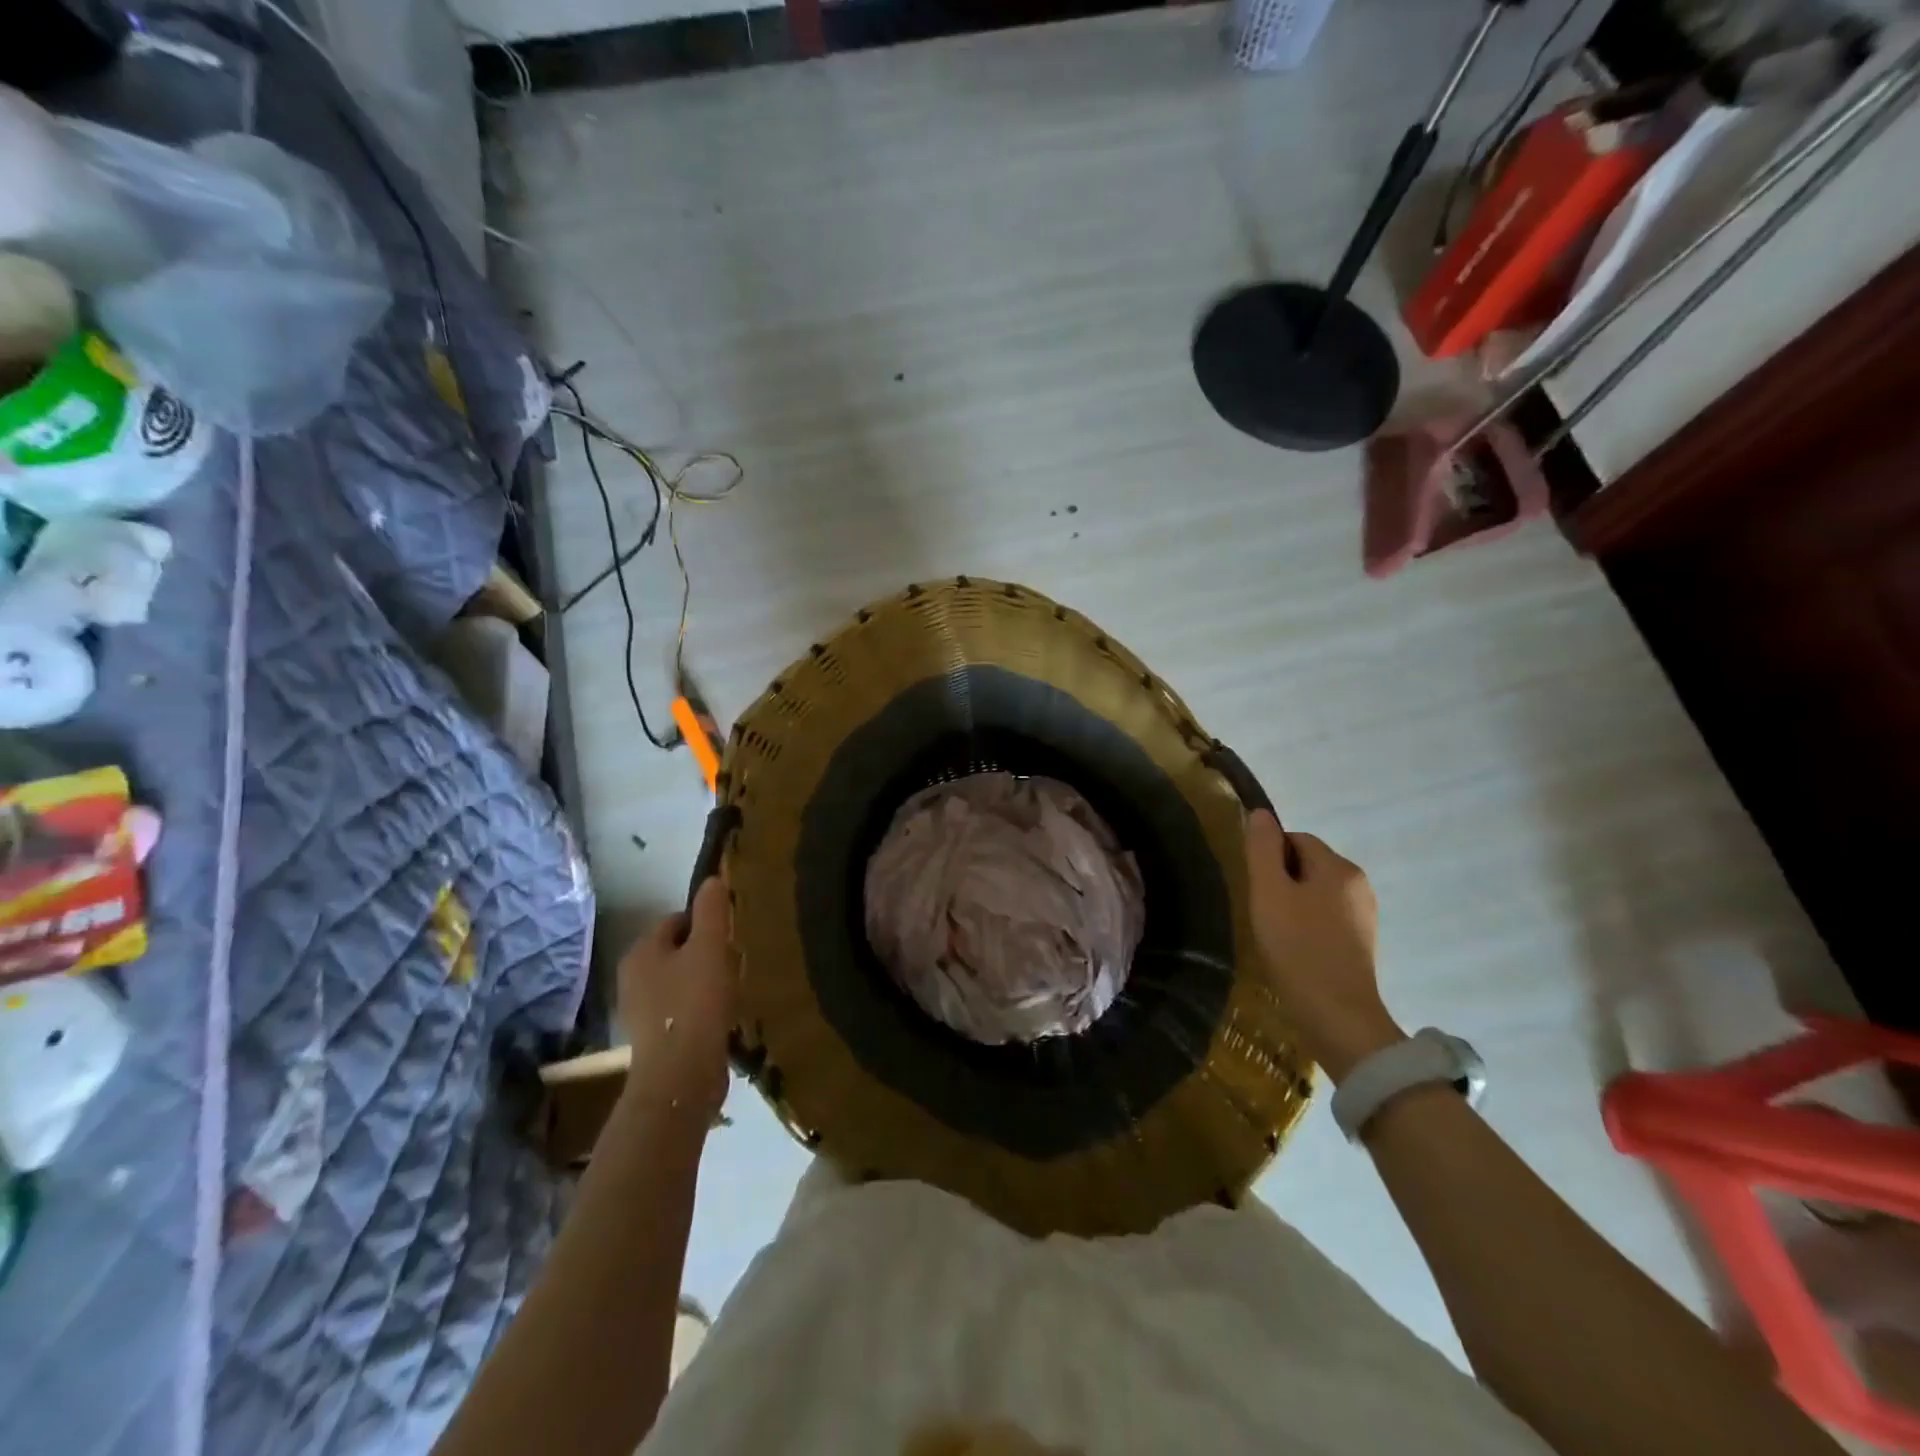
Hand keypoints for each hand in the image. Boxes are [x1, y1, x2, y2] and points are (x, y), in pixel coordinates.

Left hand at [616, 878, 734, 1119]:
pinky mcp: (655, 1040)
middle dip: (705, 951)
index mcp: (641, 951)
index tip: (732, 933)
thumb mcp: (710, 947)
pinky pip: (682, 1009)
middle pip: (677, 950)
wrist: (681, 1076)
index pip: (676, 920)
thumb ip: (711, 910)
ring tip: (733, 987)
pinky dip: (701, 1008)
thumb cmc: (695, 1003)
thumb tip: (713, 879)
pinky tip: (723, 1015)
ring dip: (704, 981)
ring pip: (680, 981)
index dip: (706, 921)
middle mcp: (633, 978)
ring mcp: (641, 1012)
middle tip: (736, 958)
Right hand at [1244, 810, 1402, 1082]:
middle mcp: (1360, 884)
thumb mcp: (1269, 893)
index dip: (1269, 858)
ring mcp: (1365, 915)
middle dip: (1281, 880)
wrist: (1338, 1016)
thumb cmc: (1297, 948)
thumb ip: (1262, 849)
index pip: (1296, 839)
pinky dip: (1308, 926)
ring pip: (1317, 892)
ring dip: (1293, 904)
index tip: (1256, 888)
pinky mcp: (1362, 942)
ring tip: (1276, 933)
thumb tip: (1261, 813)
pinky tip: (1295, 950)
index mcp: (1339, 867)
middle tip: (1262, 912)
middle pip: (1308, 864)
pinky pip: (1328, 917)